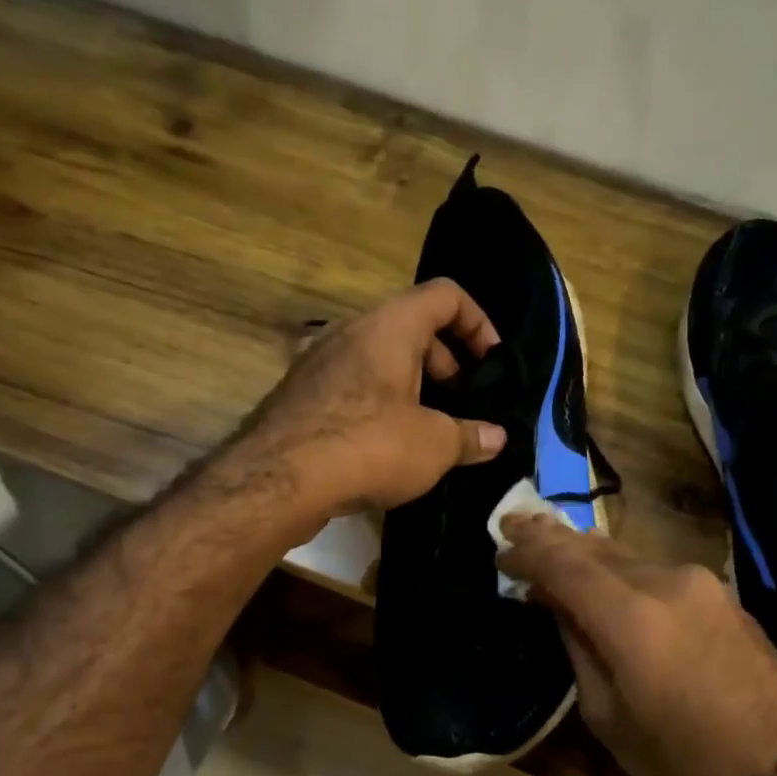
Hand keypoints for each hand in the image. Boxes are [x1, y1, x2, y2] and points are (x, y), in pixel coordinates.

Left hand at [237, 279, 507, 525]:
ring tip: (427, 432)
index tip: (491, 364)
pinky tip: (385, 449)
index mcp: (390, 325)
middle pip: (411, 327)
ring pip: (378, 360)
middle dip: (445, 363)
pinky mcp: (299, 395)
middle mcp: (351, 331)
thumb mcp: (435, 445)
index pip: (445, 295)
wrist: (279, 480)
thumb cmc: (370, 445)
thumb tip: (496, 438)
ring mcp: (318, 361)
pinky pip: (351, 387)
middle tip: (460, 405)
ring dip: (411, 389)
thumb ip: (471, 437)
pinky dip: (377, 406)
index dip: (478, 323)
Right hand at [495, 516, 776, 775]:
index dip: (528, 552)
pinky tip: (605, 579)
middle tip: (516, 529)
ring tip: (554, 553)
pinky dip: (622, 572)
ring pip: (628, 556)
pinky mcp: (723, 594)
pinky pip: (657, 572)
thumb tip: (557, 605)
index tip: (501, 551)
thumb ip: (578, 648)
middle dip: (552, 539)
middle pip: (595, 548)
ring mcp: (701, 584)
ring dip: (588, 555)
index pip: (564, 564)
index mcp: (632, 618)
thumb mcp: (608, 716)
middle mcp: (667, 583)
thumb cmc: (682, 762)